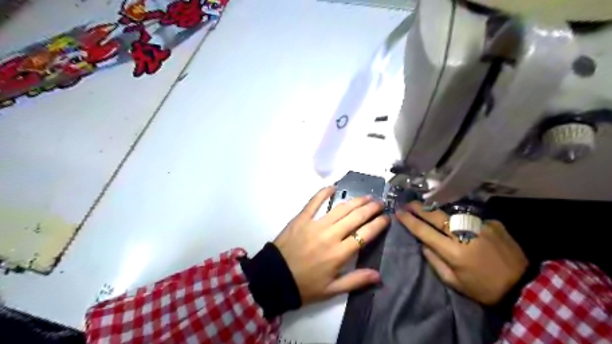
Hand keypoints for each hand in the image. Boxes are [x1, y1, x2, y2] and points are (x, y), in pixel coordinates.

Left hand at [275, 189, 388, 303]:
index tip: (386, 218)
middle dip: (370, 209)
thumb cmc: (304, 286)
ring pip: (340, 209)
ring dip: (355, 201)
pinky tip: (333, 187)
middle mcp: (331, 235)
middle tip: (379, 203)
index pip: (365, 234)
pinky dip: (324, 193)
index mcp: (340, 253)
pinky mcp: (301, 218)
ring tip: (366, 196)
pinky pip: (314, 202)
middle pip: (355, 217)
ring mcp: (315, 224)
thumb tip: (378, 275)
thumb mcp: (331, 290)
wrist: (274, 278)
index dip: (378, 224)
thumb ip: (355, 280)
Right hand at [400, 201, 527, 304]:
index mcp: (454, 252)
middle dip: (420, 208)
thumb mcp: (455, 282)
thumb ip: (435, 262)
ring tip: (430, 210)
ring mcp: (481, 226)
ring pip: (453, 214)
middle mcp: (465, 235)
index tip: (399, 212)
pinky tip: (464, 227)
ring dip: (439, 212)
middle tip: (409, 203)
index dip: (410, 221)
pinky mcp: (493, 224)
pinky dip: (463, 221)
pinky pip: (471, 219)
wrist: (524, 286)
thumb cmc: (484, 288)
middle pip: (436, 216)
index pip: (425, 232)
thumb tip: (424, 244)